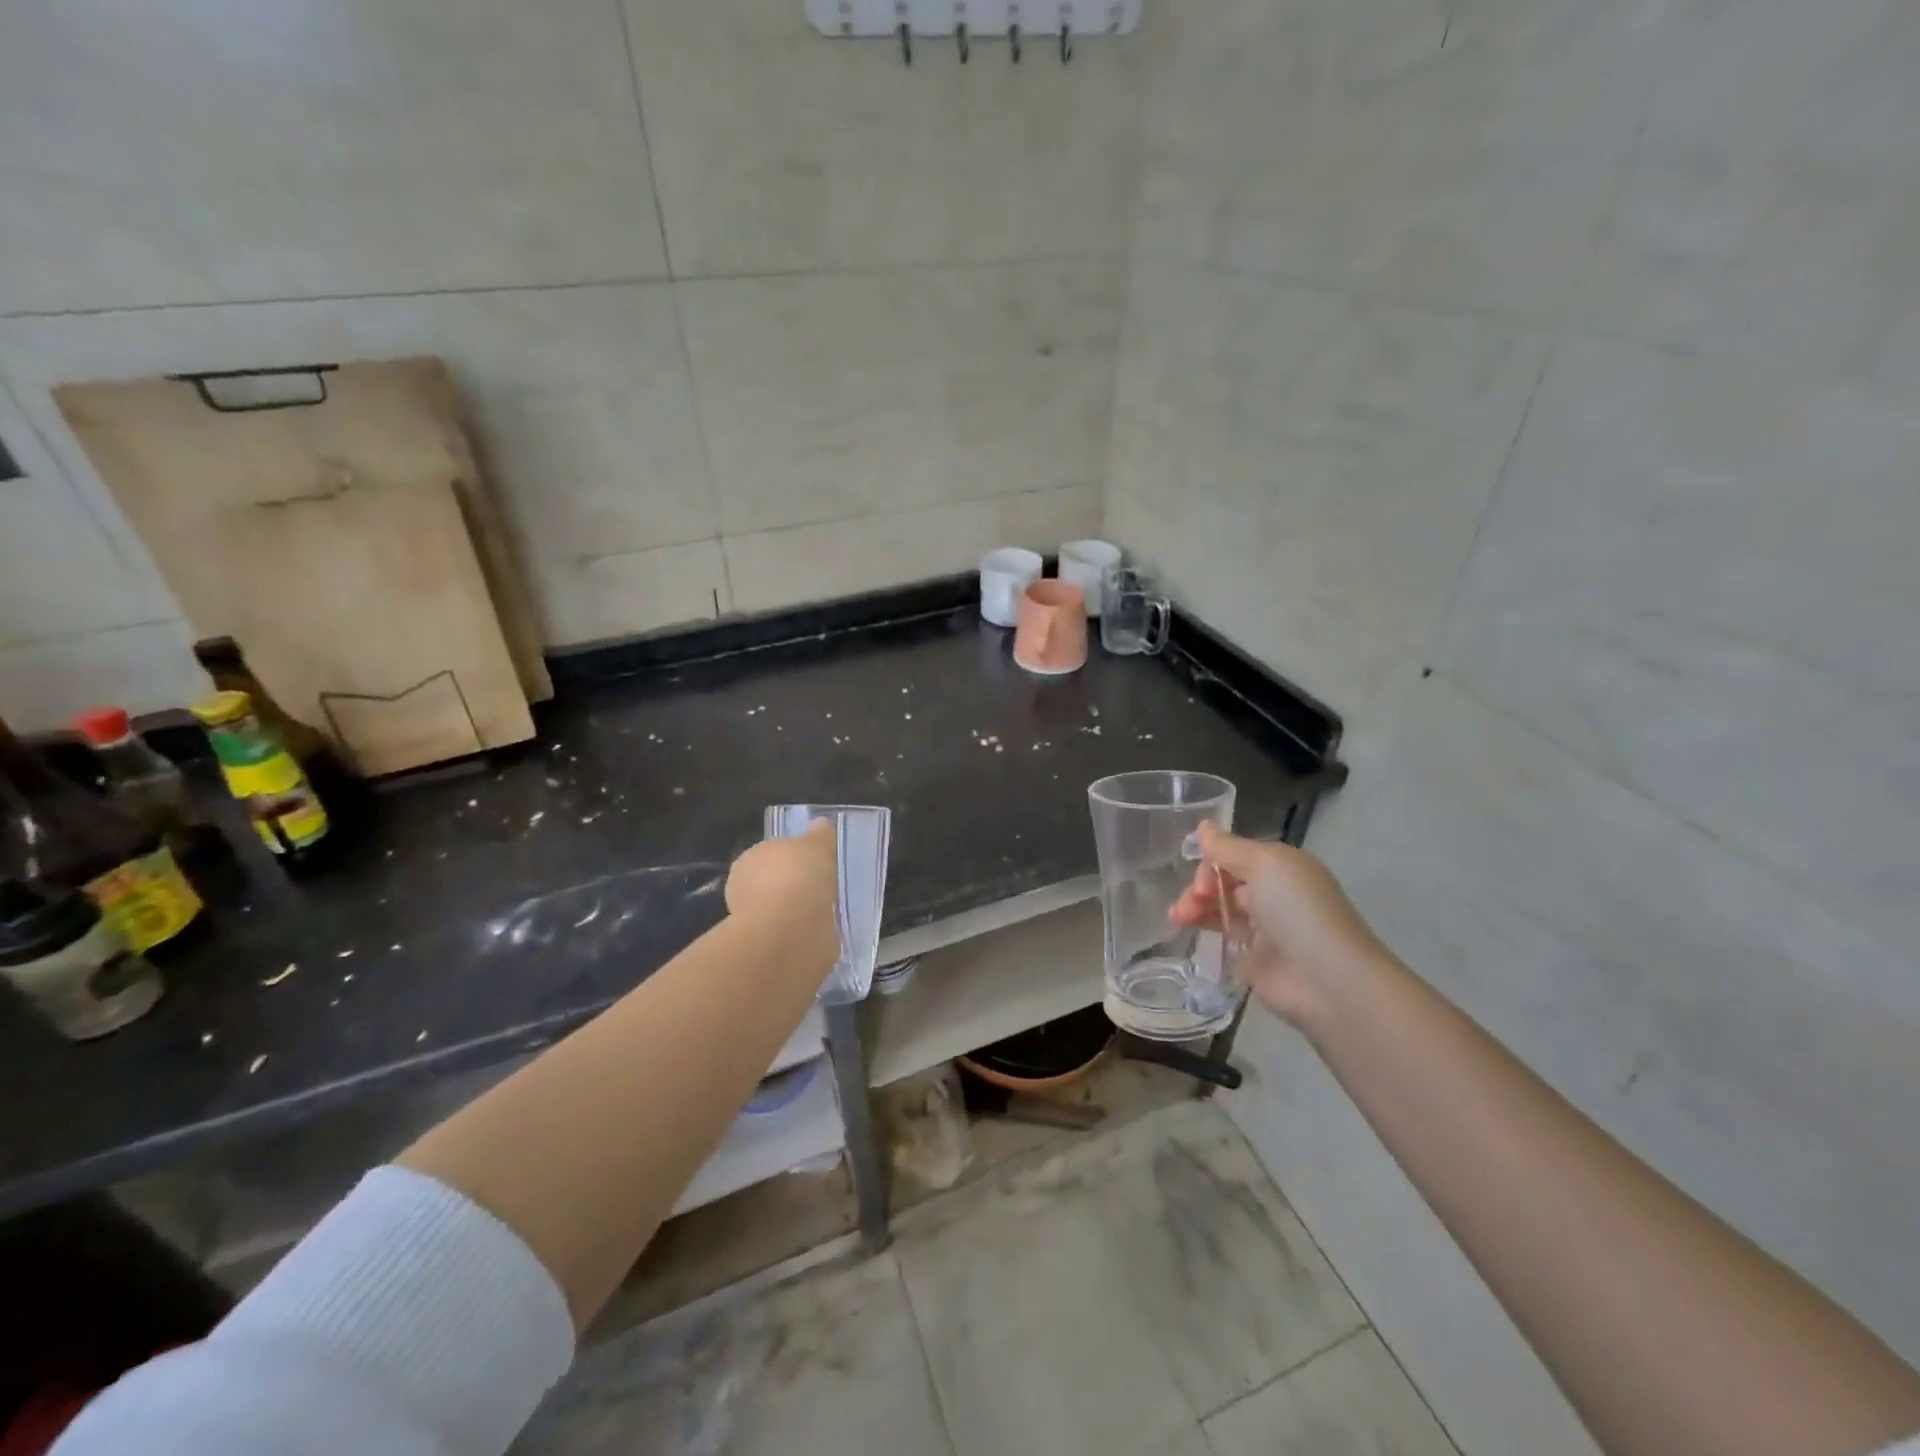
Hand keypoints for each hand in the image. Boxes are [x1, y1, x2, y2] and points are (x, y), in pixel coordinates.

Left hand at [726, 820, 838, 956]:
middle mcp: (743, 888)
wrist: (788, 935)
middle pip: (773, 882)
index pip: (770, 853)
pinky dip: (800, 934)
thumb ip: (819, 835)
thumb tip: (820, 823)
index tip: (813, 863)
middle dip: (792, 886)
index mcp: (750, 859)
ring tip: (823, 913)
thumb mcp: (816, 845)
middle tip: (820, 888)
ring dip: (796, 912)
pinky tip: (818, 933)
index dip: (792, 857)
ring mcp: (752, 921)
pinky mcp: (765, 950)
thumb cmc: (798, 878)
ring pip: (779, 910)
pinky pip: (788, 934)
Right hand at [1169, 821, 1392, 1027]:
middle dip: (1199, 888)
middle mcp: (1273, 893)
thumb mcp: (1264, 865)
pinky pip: (1222, 937)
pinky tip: (1187, 932)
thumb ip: (1228, 848)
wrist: (1328, 980)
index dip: (1211, 863)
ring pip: (1219, 908)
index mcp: (1281, 867)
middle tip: (1186, 905)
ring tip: (1178, 919)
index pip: (1234, 855)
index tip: (1201, 882)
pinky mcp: (1254, 959)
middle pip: (1224, 881)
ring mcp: (1264, 928)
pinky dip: (1203, 932)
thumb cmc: (1298, 911)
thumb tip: (1203, 826)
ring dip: (1194, 908)